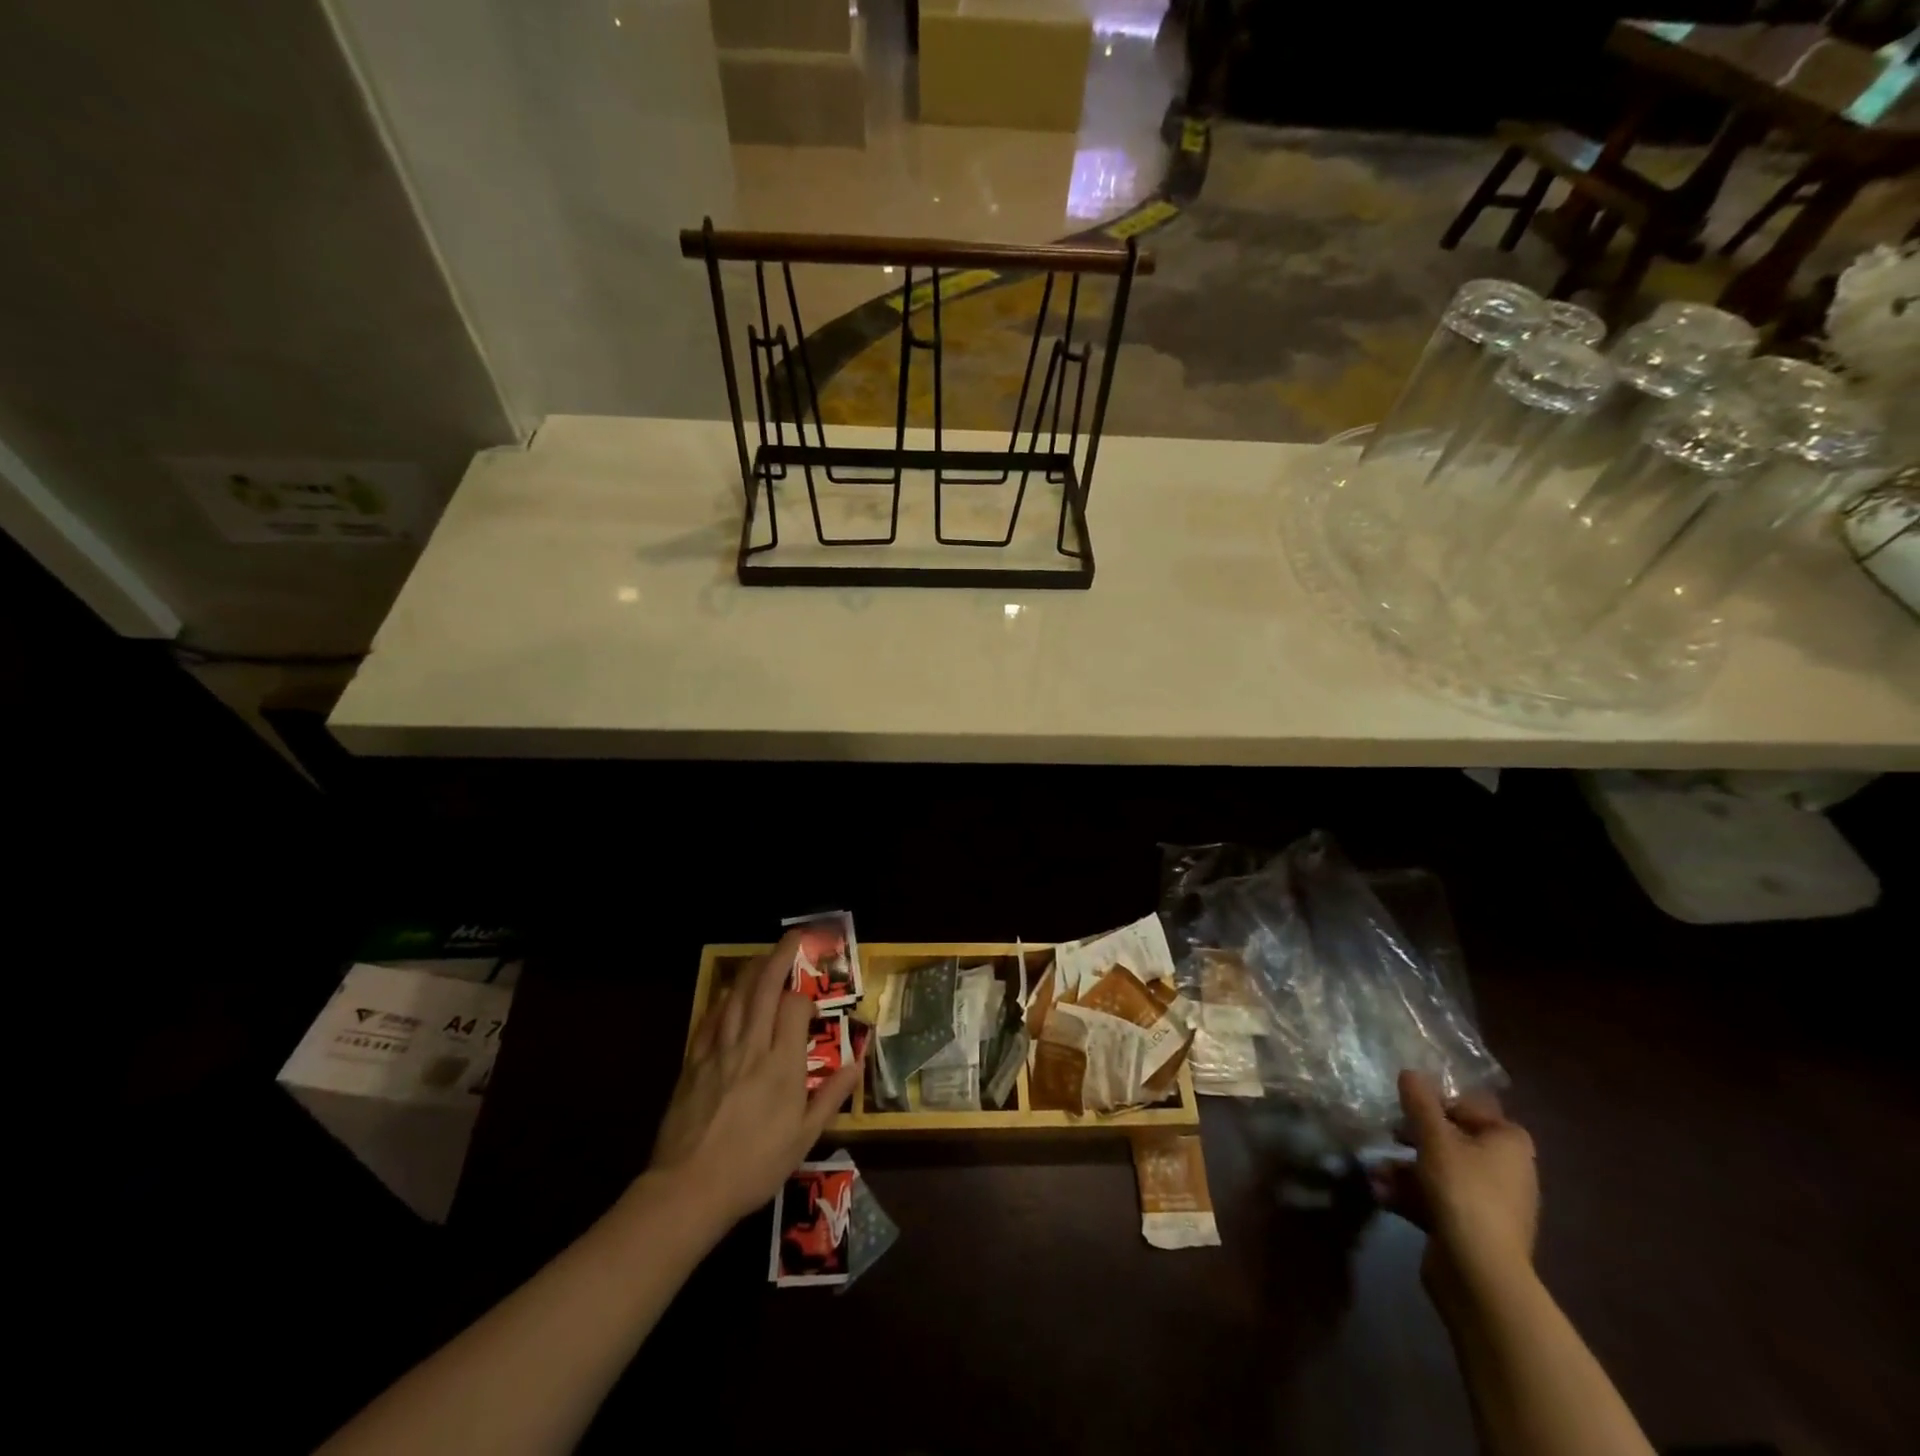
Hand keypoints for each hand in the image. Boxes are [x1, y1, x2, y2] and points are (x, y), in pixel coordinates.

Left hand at [648, 932, 862, 1225]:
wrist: (689, 1189)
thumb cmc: (754, 1166)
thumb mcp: (804, 1138)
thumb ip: (831, 1096)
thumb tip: (856, 1062)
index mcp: (782, 1065)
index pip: (795, 1008)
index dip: (805, 997)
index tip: (811, 1003)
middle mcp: (751, 1047)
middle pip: (765, 989)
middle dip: (779, 957)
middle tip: (792, 936)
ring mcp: (719, 1052)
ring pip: (735, 997)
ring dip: (750, 970)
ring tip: (762, 955)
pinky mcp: (693, 1063)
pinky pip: (709, 1020)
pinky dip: (721, 1001)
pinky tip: (727, 995)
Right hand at [1372, 1070, 1537, 1294]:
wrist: (1479, 1272)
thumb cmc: (1463, 1190)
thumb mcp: (1434, 1136)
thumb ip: (1419, 1101)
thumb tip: (1410, 1072)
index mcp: (1509, 1143)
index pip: (1473, 1107)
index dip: (1439, 1102)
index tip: (1407, 1106)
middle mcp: (1507, 1170)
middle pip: (1454, 1139)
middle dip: (1414, 1136)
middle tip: (1389, 1132)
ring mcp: (1491, 1202)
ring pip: (1440, 1170)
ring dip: (1405, 1168)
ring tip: (1375, 1170)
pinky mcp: (1473, 1228)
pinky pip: (1439, 1198)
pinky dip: (1411, 1194)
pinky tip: (1381, 1193)